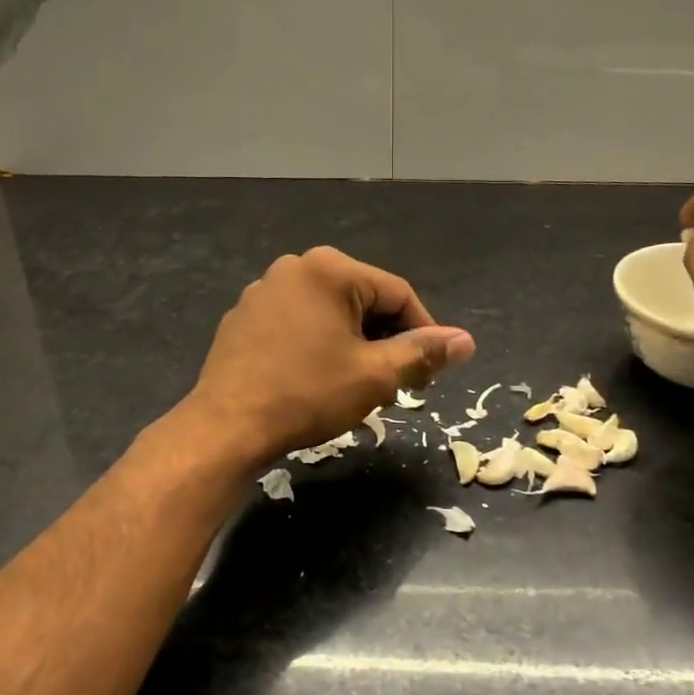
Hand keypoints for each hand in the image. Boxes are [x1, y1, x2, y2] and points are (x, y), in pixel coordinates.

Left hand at [180, 247, 474, 466]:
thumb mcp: (375, 376)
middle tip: (398, 384)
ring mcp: (264, 291)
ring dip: (355, 345)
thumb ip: (423, 353)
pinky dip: (320, 344)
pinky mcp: (244, 317)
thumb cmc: (307, 395)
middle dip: (386, 340)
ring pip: (330, 313)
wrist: (226, 427)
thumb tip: (466, 341)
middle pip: (363, 300)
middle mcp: (295, 267)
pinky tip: (319, 379)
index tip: (433, 371)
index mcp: (330, 269)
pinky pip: (299, 322)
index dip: (424, 332)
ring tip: (361, 386)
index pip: (398, 294)